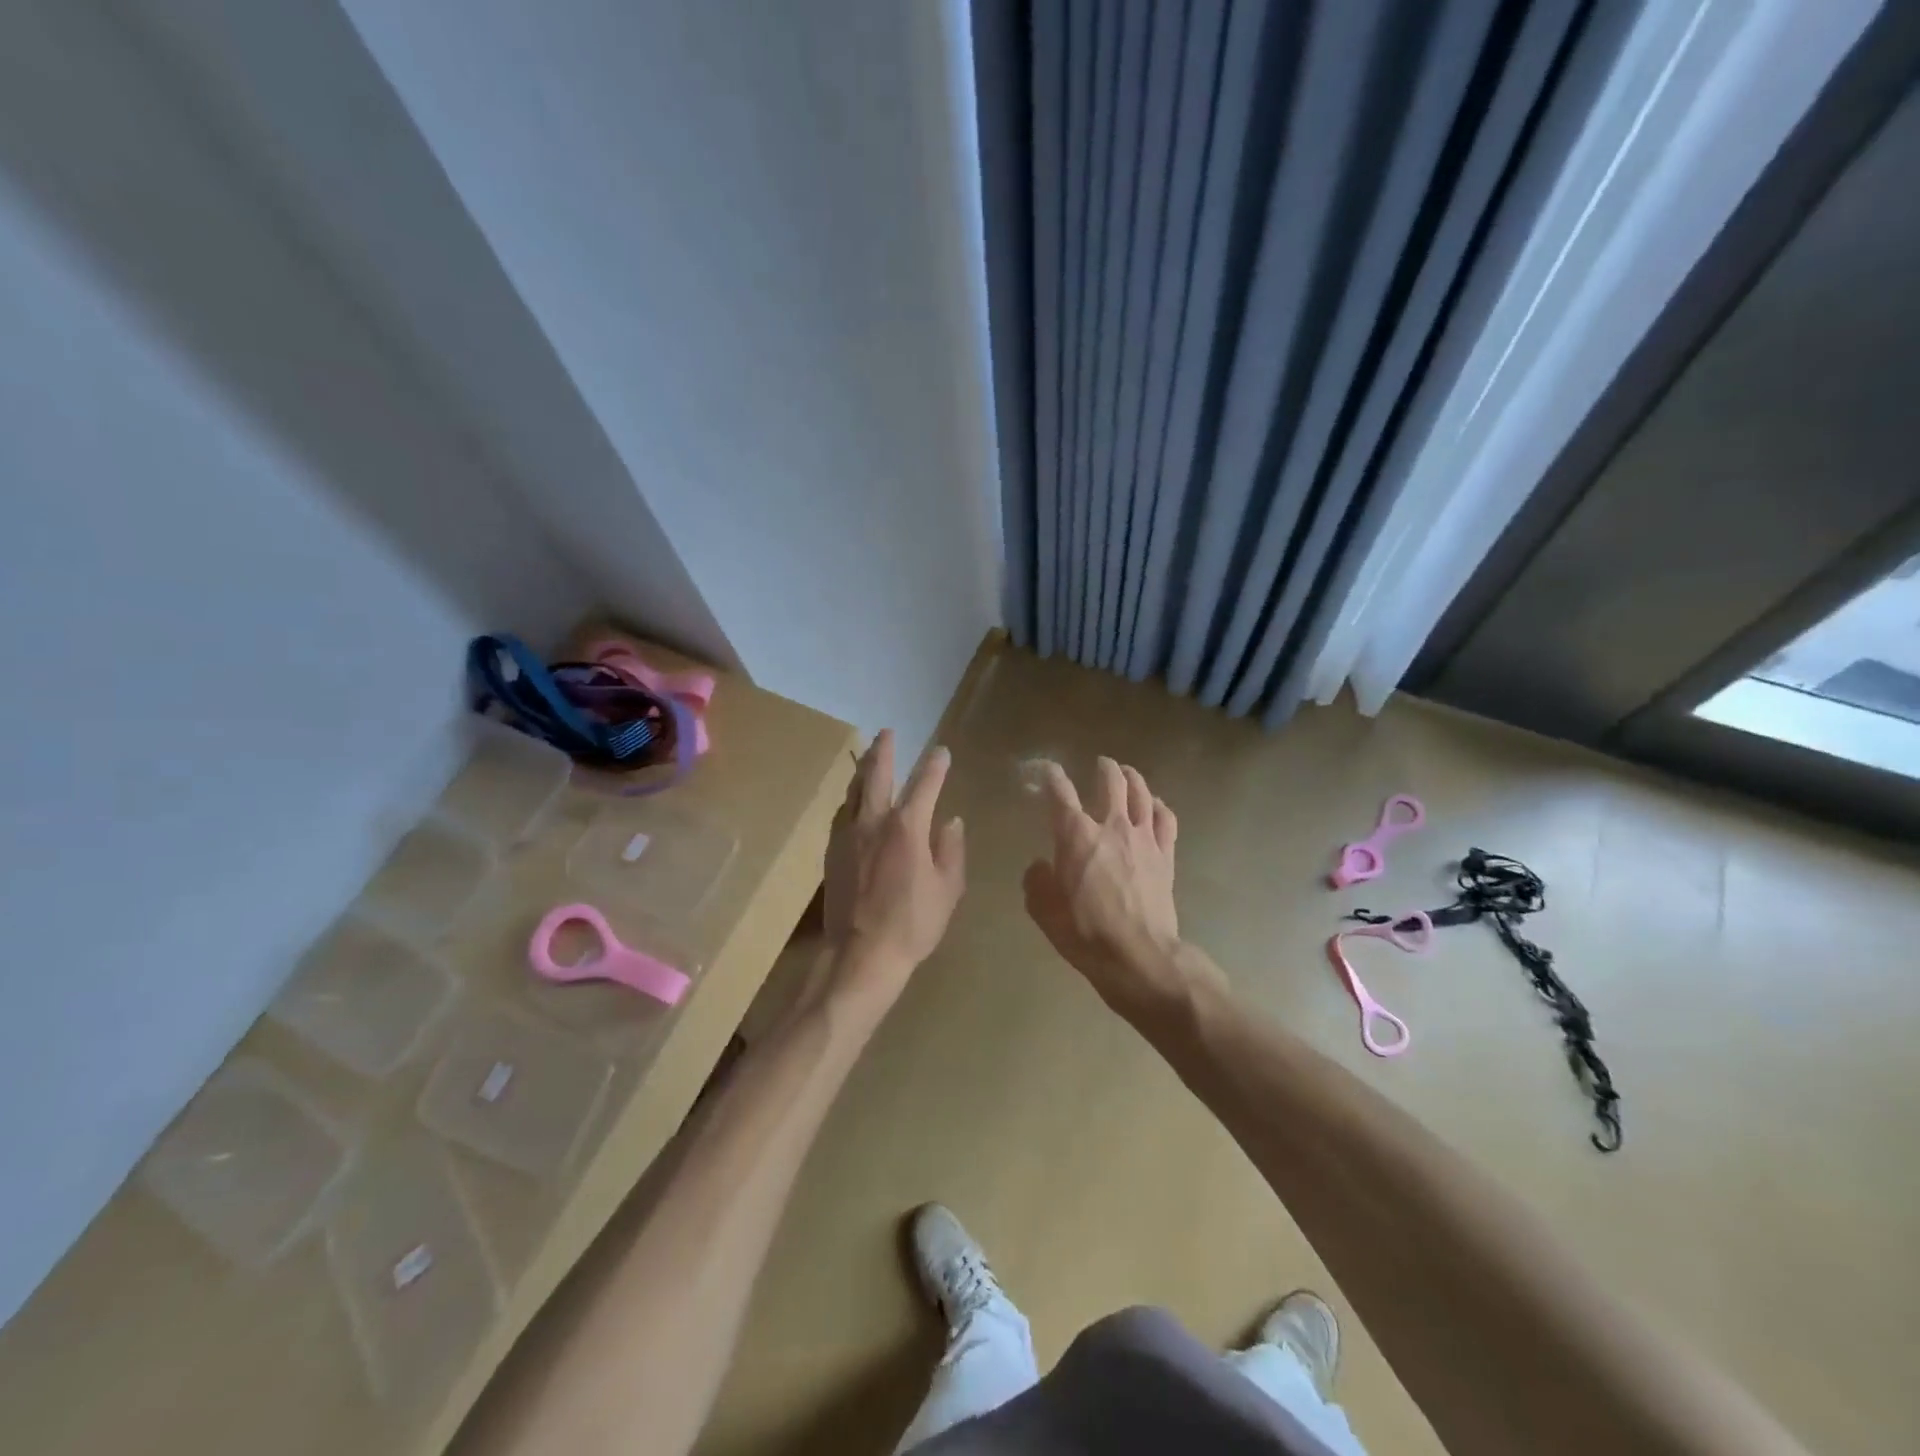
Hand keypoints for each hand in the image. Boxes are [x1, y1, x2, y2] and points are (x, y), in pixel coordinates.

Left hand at [822, 730, 965, 1003]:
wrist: (860, 954)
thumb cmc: (912, 924)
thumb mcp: (948, 889)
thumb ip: (951, 850)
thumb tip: (950, 821)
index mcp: (907, 827)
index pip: (924, 784)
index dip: (935, 765)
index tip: (942, 751)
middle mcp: (874, 822)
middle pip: (877, 775)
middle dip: (884, 751)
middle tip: (887, 733)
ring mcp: (848, 836)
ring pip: (853, 791)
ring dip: (863, 770)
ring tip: (868, 758)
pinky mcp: (832, 853)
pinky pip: (842, 814)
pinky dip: (851, 800)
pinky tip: (853, 802)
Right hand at [1023, 757, 1205, 1016]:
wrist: (1139, 956)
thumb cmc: (1085, 933)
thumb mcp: (1045, 911)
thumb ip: (1037, 882)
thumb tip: (1040, 866)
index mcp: (1075, 835)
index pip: (1060, 792)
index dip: (1051, 775)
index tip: (1045, 769)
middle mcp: (1111, 826)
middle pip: (1111, 781)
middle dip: (1103, 767)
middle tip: (1099, 764)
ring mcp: (1144, 838)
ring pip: (1141, 793)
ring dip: (1132, 778)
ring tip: (1127, 773)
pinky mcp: (1165, 855)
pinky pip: (1166, 818)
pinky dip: (1159, 806)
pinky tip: (1155, 805)